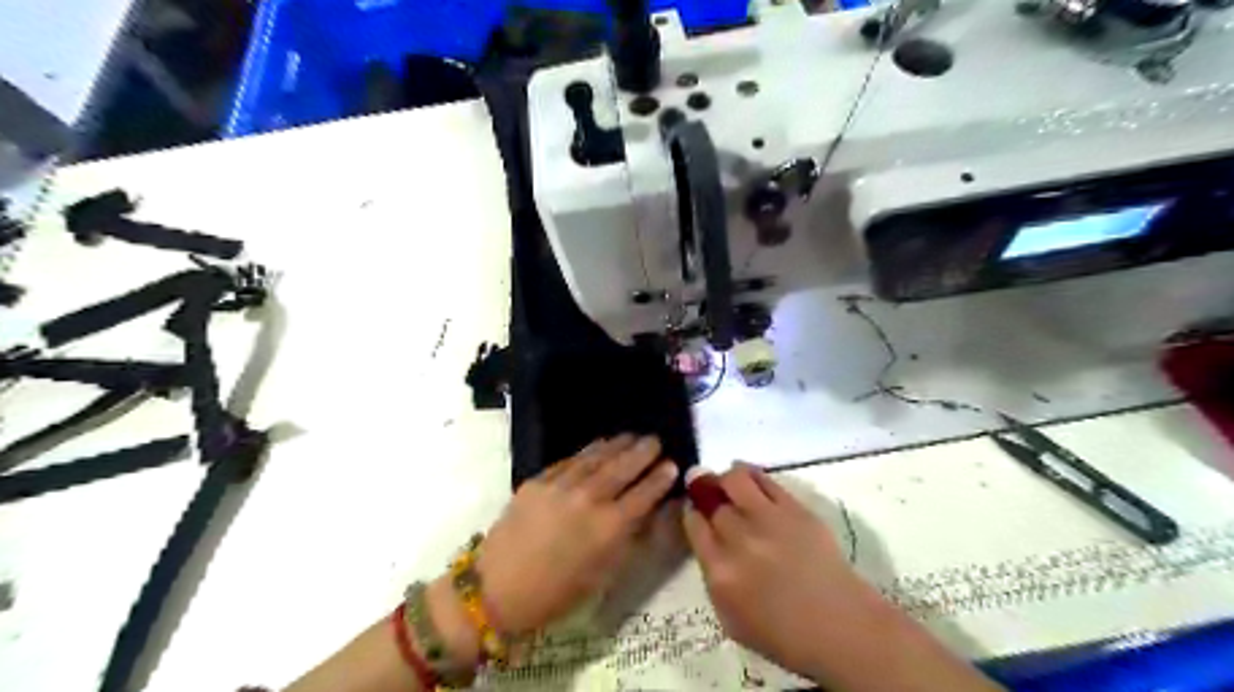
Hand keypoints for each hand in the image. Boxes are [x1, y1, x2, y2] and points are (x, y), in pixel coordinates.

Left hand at [475, 436, 683, 633]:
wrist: (497, 588)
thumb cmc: (557, 593)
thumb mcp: (604, 574)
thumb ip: (631, 539)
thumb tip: (653, 512)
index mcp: (609, 527)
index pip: (644, 494)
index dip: (660, 478)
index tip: (672, 464)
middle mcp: (589, 499)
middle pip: (622, 468)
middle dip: (642, 452)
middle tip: (655, 440)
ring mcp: (561, 485)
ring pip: (596, 458)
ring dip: (616, 445)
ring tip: (631, 436)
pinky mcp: (538, 480)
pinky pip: (569, 460)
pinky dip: (587, 452)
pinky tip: (597, 446)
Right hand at [686, 461, 865, 679]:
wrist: (840, 627)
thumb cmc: (782, 634)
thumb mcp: (731, 618)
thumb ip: (712, 576)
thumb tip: (706, 539)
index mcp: (720, 572)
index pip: (695, 525)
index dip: (692, 513)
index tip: (695, 510)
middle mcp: (740, 540)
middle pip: (712, 502)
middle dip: (706, 494)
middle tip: (707, 492)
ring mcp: (769, 520)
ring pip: (734, 480)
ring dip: (725, 478)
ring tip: (727, 483)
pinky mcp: (795, 509)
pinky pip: (764, 480)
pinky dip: (750, 474)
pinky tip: (748, 479)